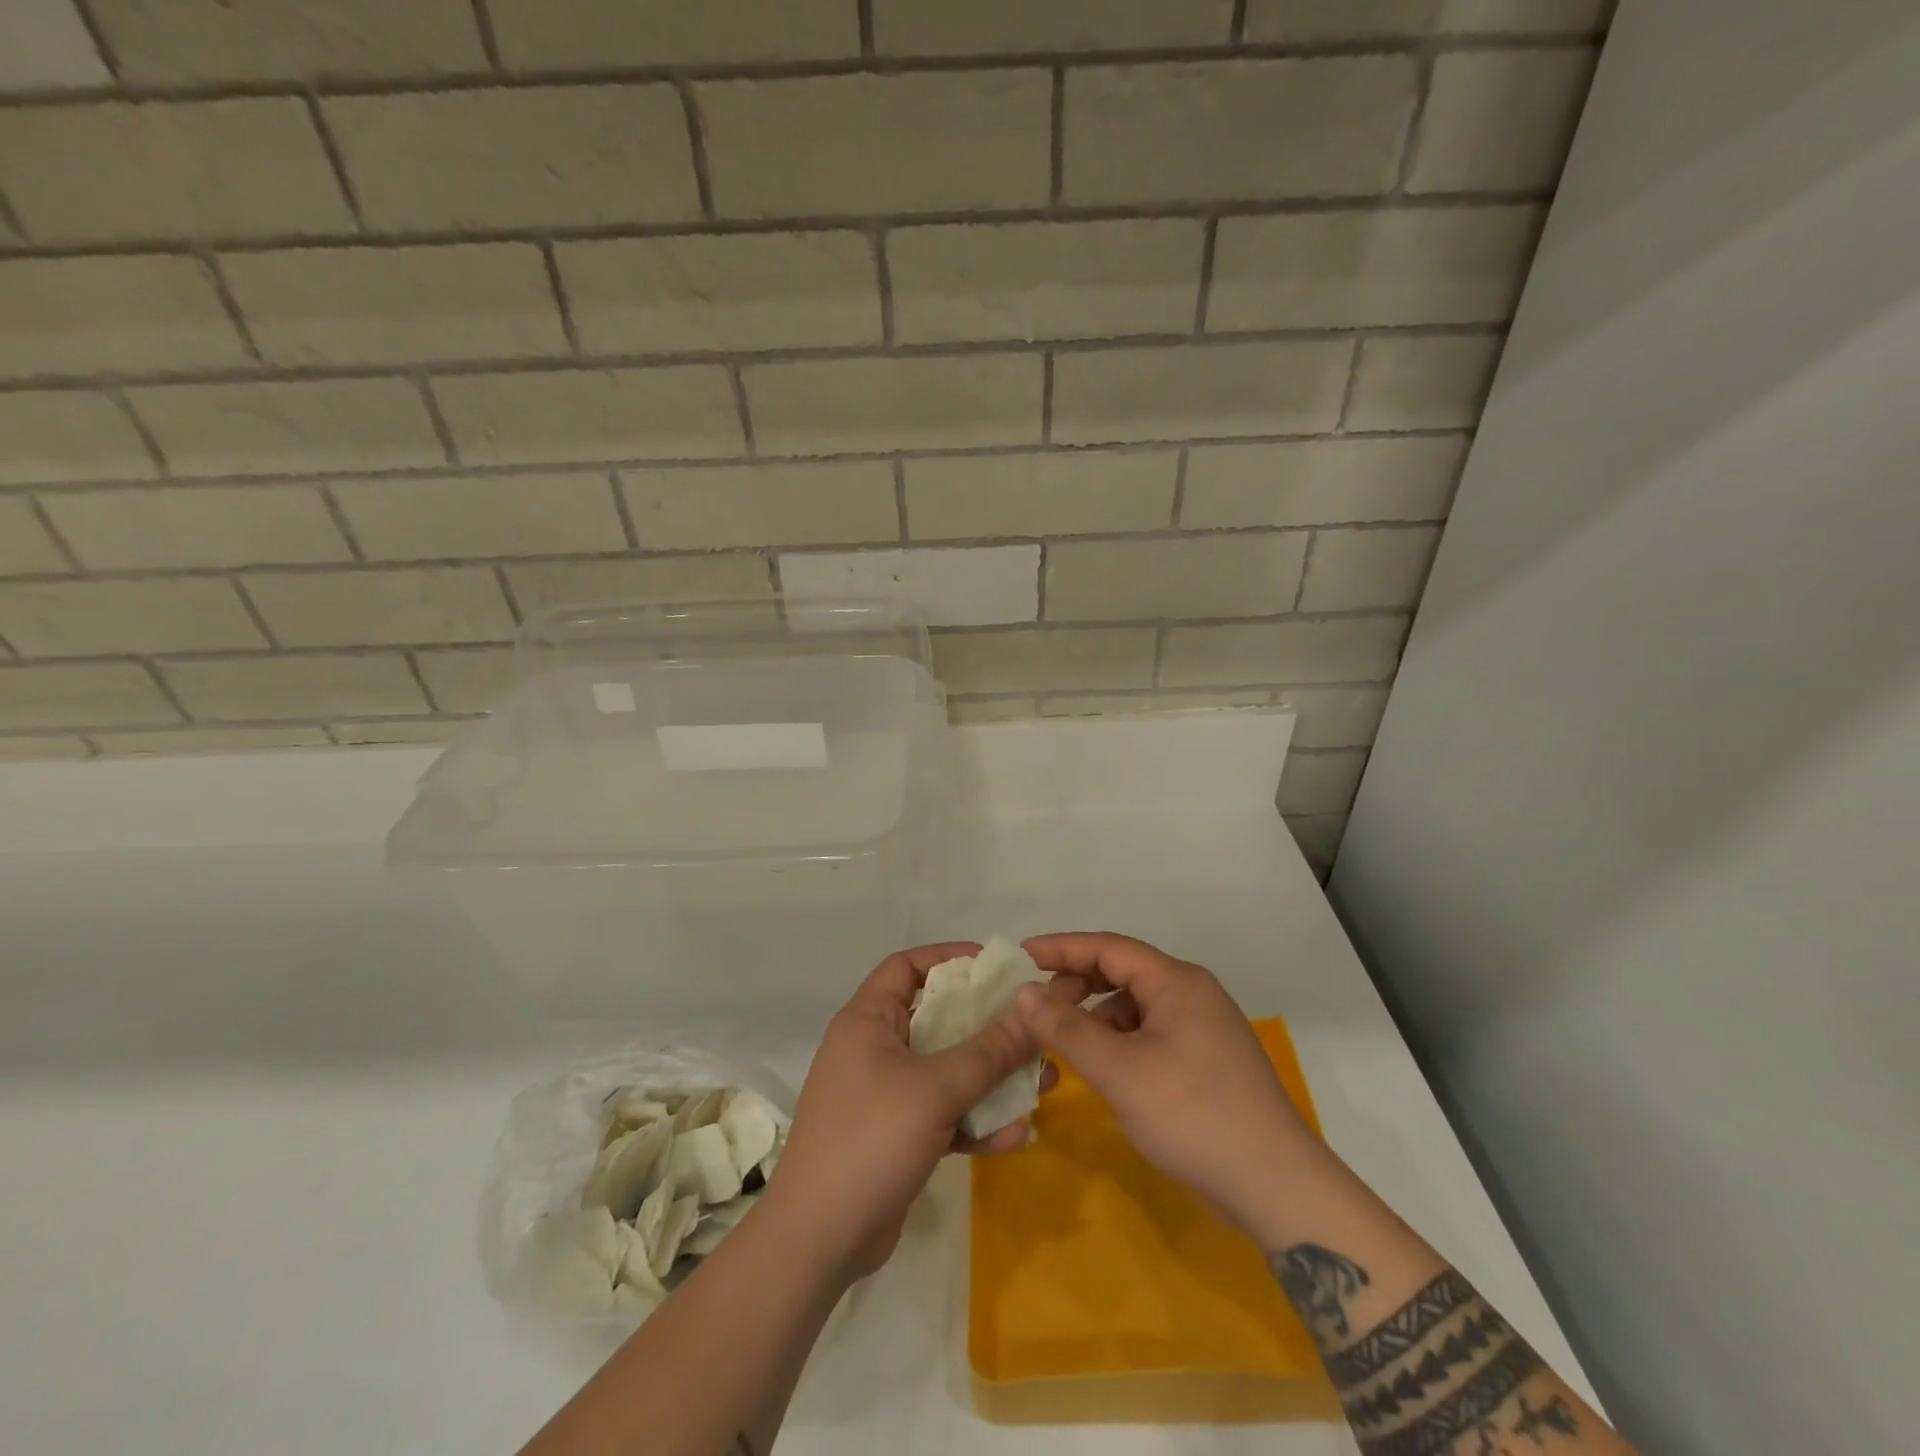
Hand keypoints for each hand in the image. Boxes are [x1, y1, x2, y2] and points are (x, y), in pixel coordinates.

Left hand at [767, 943, 1043, 1282]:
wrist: (819, 1241)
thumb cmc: (872, 1139)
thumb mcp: (936, 1089)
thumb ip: (989, 1050)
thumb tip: (1032, 1009)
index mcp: (868, 1020)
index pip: (906, 966)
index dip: (949, 958)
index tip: (996, 967)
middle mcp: (874, 1049)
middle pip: (937, 1019)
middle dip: (987, 1025)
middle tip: (1032, 1026)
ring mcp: (885, 1094)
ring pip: (947, 1070)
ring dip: (991, 1077)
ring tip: (1043, 1082)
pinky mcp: (897, 1135)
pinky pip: (943, 1113)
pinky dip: (975, 1121)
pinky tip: (1016, 1136)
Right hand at [1017, 932, 1319, 1234]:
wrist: (1276, 1185)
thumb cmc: (1192, 1115)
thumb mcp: (1119, 1071)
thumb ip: (1066, 1028)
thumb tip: (1023, 993)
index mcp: (1176, 982)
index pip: (1108, 947)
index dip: (1061, 948)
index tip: (1021, 955)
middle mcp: (1192, 993)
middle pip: (1122, 972)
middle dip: (1077, 984)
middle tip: (1038, 1008)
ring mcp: (1203, 1027)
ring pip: (1136, 1005)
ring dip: (1097, 1016)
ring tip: (1066, 1043)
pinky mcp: (1207, 1059)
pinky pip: (1151, 1032)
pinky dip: (1120, 1041)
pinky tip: (1106, 1069)